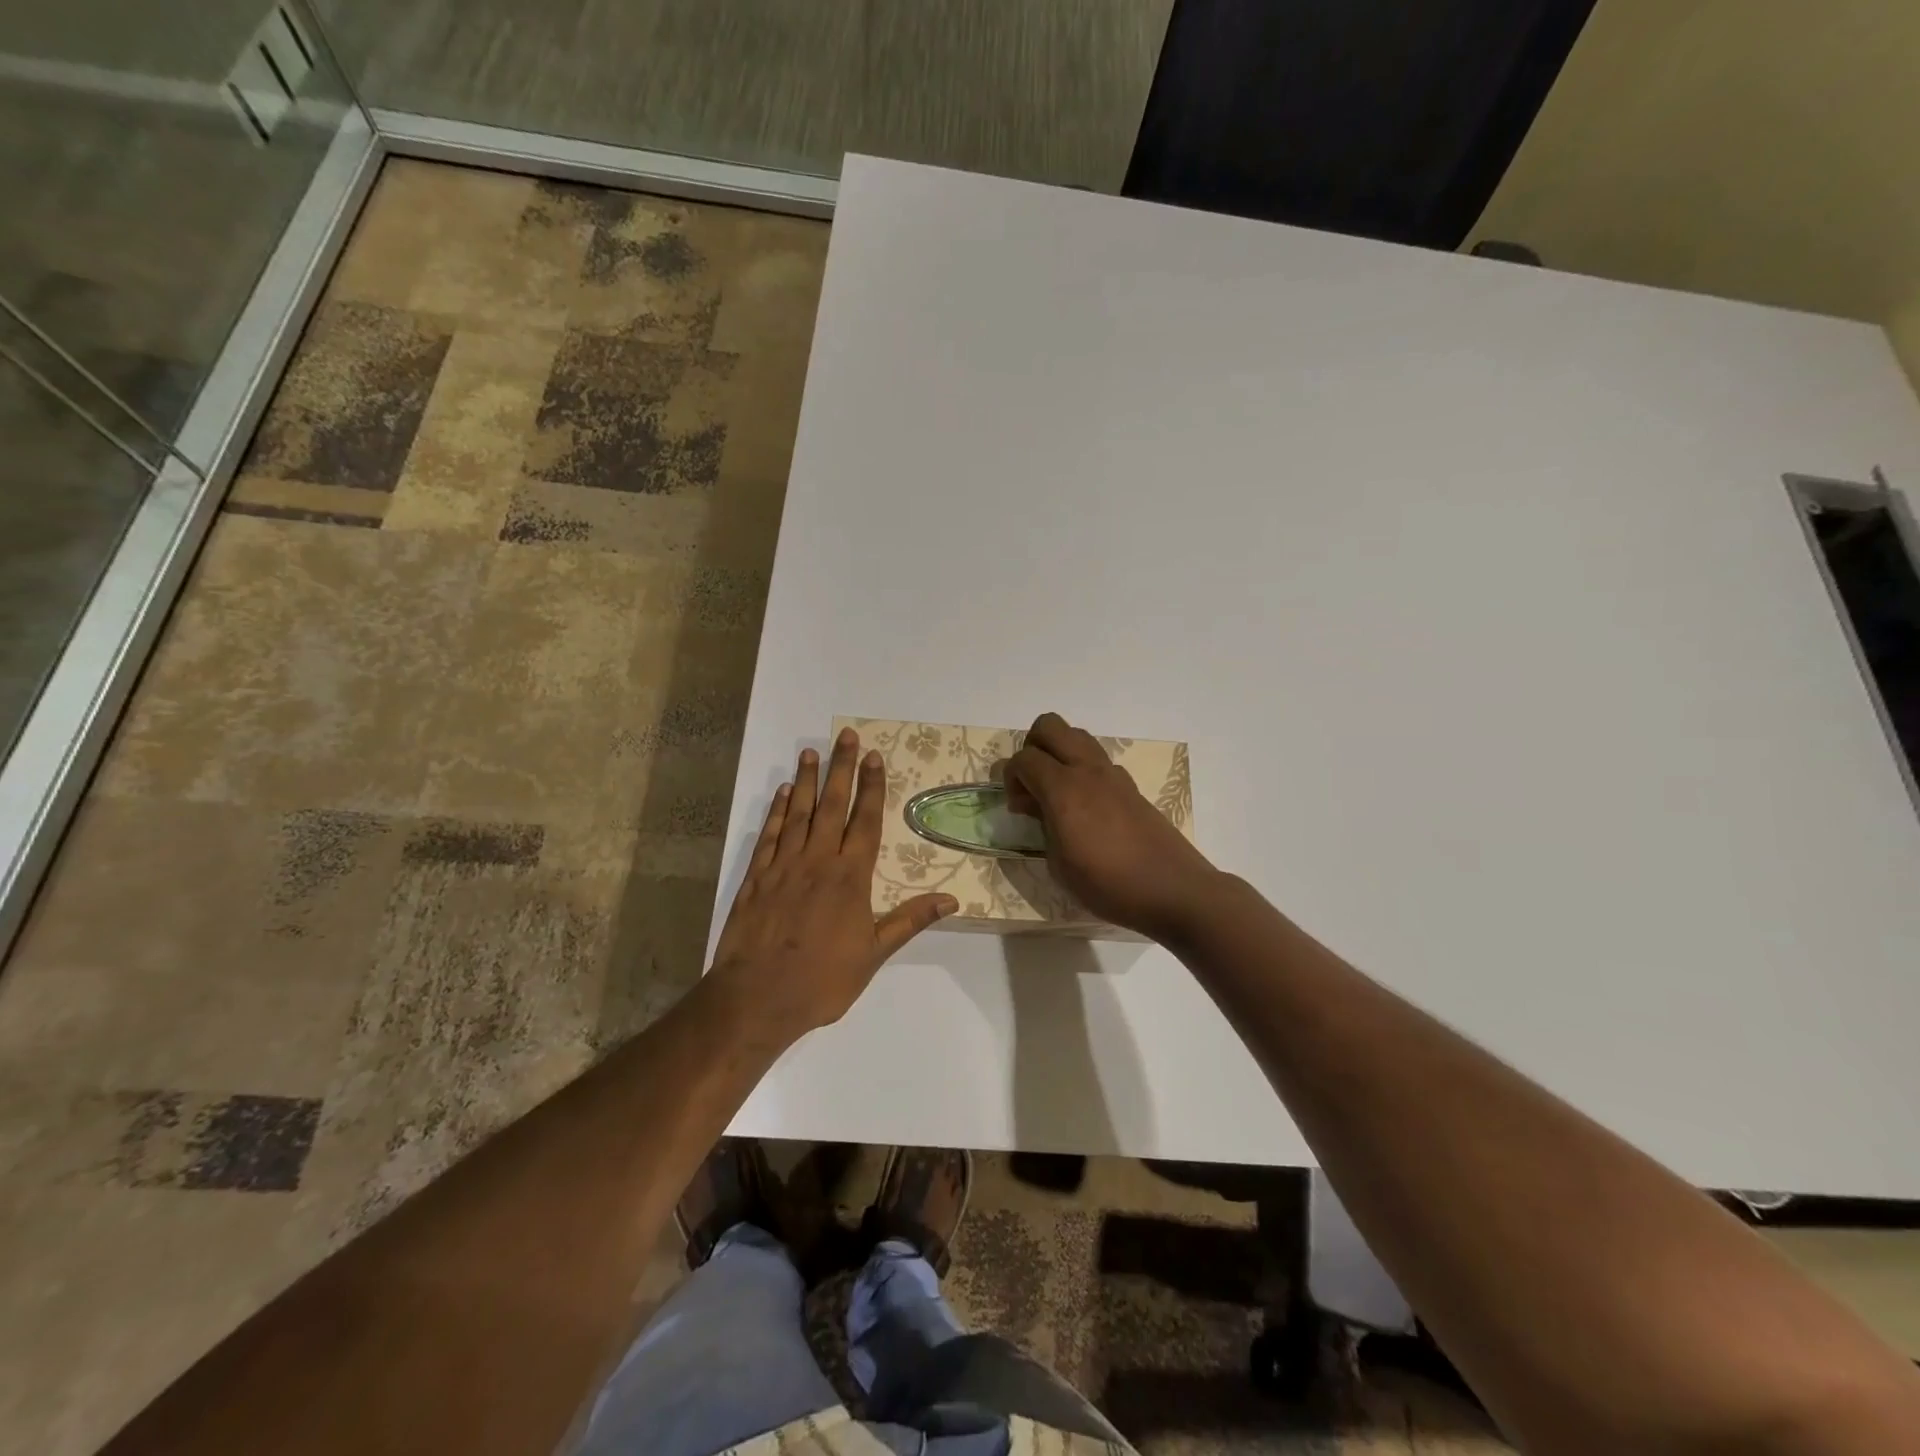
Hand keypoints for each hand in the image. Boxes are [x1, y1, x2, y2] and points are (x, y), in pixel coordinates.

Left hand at [709, 727, 956, 1037]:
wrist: (756, 998)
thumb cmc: (822, 980)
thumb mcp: (874, 954)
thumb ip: (909, 920)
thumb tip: (952, 900)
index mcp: (850, 877)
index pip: (865, 821)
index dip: (871, 787)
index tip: (874, 757)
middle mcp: (818, 861)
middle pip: (832, 805)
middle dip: (842, 768)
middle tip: (845, 736)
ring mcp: (783, 865)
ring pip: (799, 813)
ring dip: (808, 780)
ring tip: (812, 751)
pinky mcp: (756, 876)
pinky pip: (769, 834)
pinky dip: (777, 811)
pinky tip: (784, 793)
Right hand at [1005, 712, 1222, 942]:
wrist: (1172, 889)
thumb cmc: (1107, 884)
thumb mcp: (1058, 865)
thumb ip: (1042, 826)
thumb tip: (1037, 806)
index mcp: (1063, 789)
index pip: (1023, 758)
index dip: (1011, 778)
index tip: (1017, 808)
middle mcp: (1087, 770)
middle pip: (1049, 726)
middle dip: (1032, 747)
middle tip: (1033, 784)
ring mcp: (1113, 774)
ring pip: (1076, 735)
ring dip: (1059, 753)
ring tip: (1058, 793)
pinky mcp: (1130, 786)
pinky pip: (1098, 760)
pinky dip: (1083, 771)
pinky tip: (1086, 808)